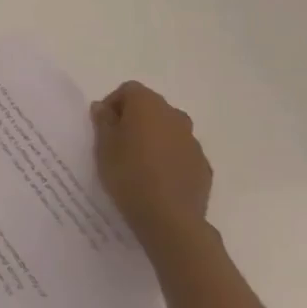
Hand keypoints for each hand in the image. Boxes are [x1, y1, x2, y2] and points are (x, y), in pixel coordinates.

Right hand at [91, 81, 213, 253]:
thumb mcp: (103, 145)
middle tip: (117, 143)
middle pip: (151, 108)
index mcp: (148, 106)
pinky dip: (168, 157)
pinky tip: (156, 178)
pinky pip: (180, 152)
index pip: (129, 90)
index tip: (104, 126)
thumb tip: (103, 107)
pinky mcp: (203, 165)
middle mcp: (175, 117)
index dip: (113, 104)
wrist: (169, 218)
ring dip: (153, 138)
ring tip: (137, 162)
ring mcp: (193, 142)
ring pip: (168, 130)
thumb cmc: (128, 174)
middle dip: (134, 119)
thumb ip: (103, 121)